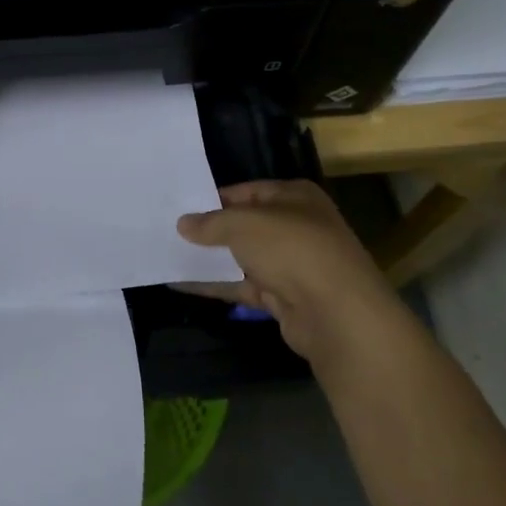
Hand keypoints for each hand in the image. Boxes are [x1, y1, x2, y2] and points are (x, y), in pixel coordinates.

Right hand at [177, 180, 402, 377]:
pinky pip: (242, 286)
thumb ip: (211, 223)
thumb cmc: (292, 248)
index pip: (248, 192)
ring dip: (211, 259)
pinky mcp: (284, 297)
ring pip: (243, 258)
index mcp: (295, 197)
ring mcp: (292, 264)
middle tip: (170, 230)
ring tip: (169, 254)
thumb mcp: (244, 224)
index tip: (181, 206)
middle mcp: (296, 226)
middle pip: (245, 225)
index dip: (215, 198)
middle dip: (211, 230)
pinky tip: (182, 282)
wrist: (336, 313)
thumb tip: (183, 223)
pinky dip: (216, 285)